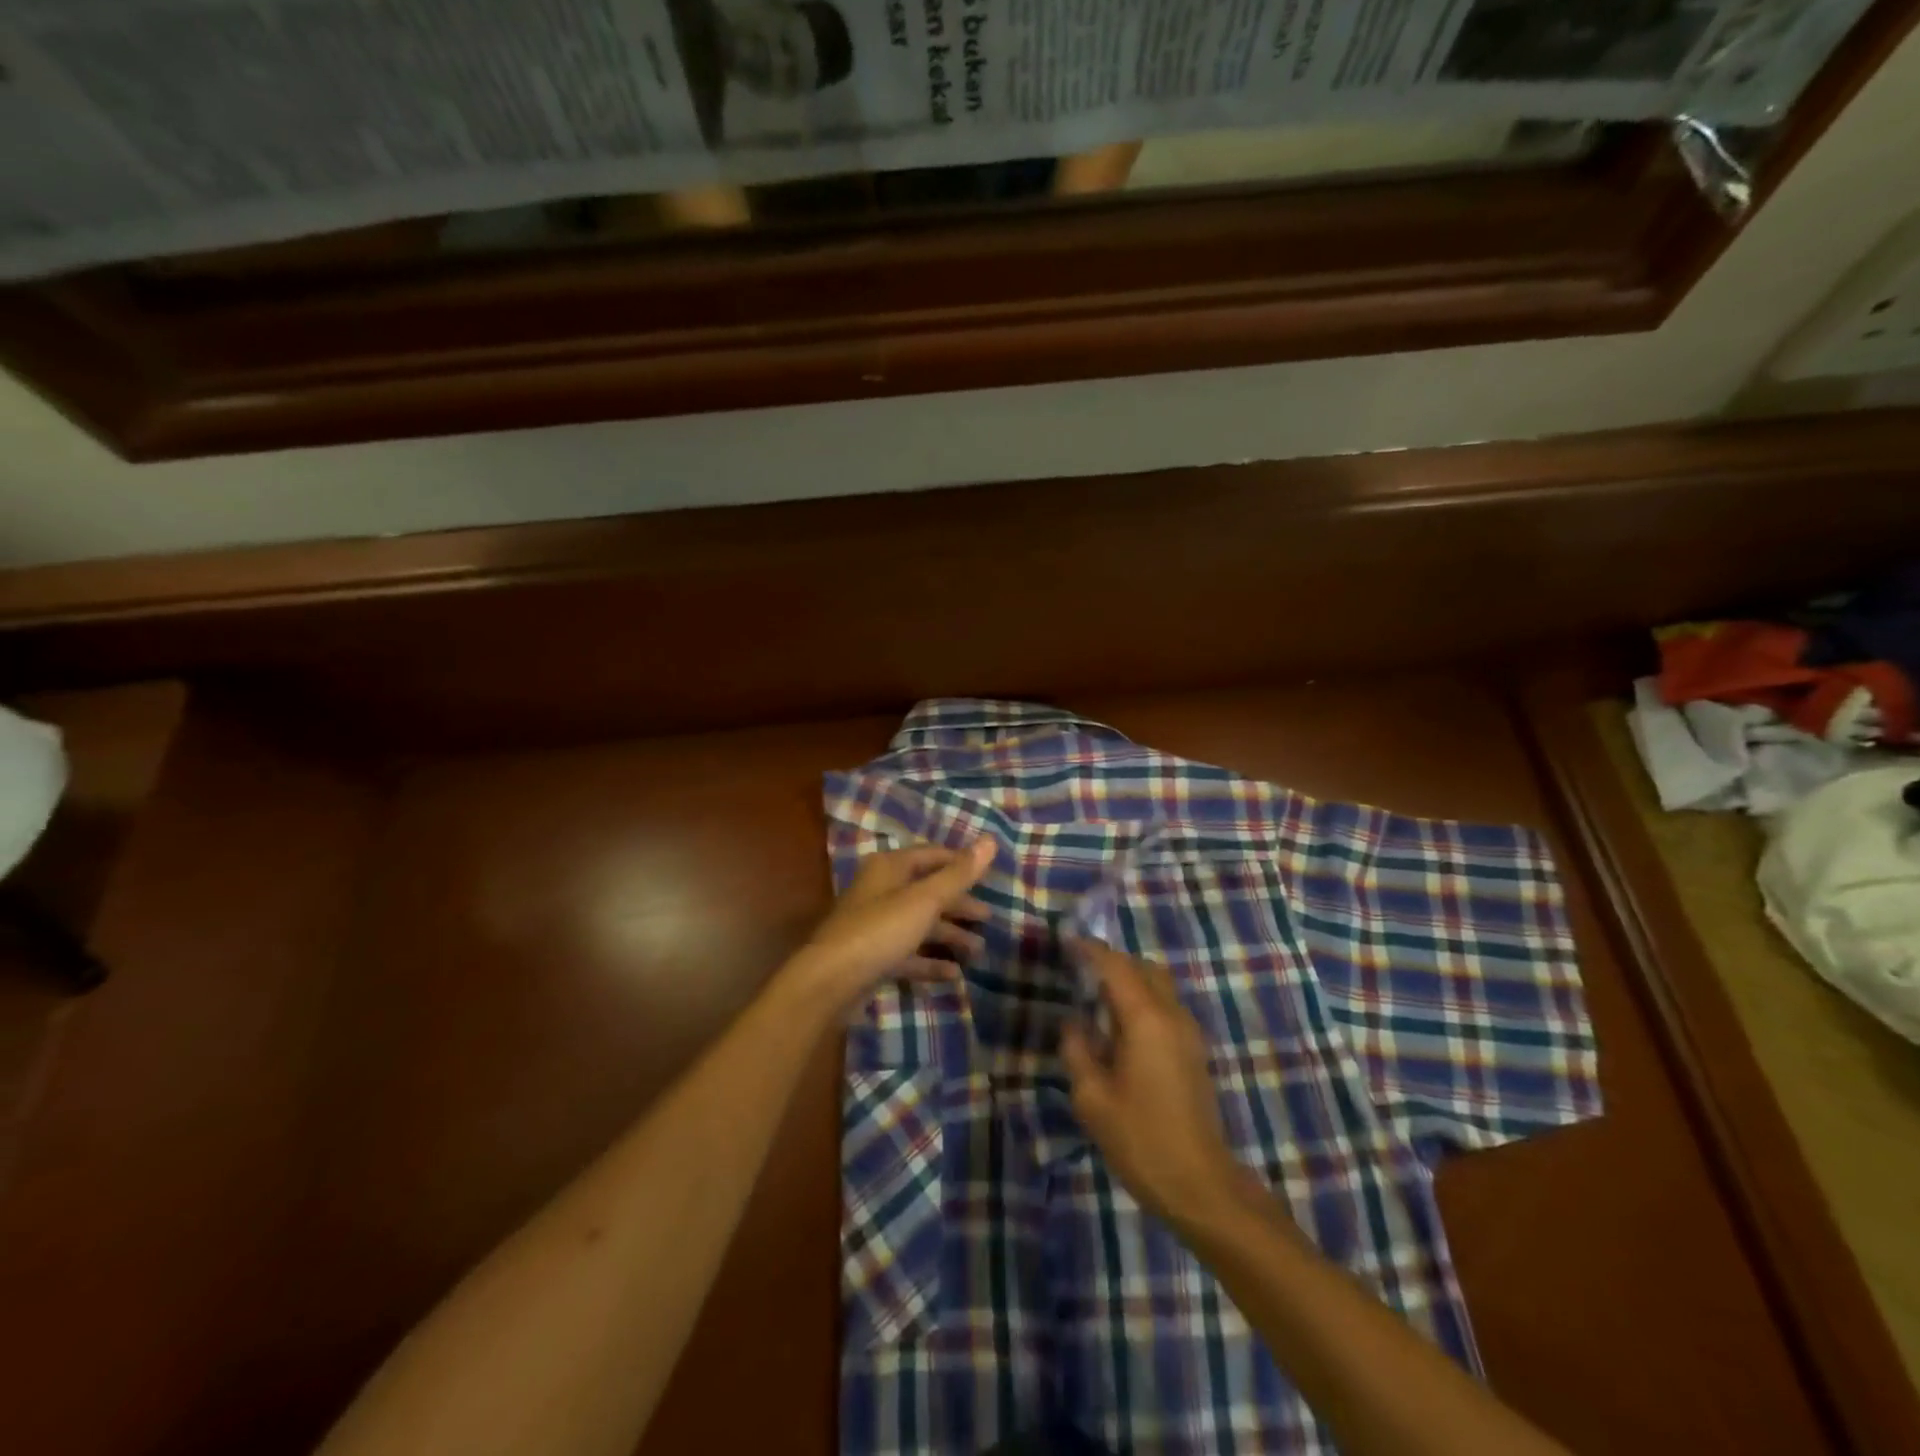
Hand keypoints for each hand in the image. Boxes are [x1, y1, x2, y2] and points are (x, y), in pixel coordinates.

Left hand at [788, 840, 995, 1007]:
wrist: (829, 982)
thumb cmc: (880, 931)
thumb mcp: (925, 900)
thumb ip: (958, 874)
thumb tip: (991, 840)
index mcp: (890, 867)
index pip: (932, 856)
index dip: (961, 863)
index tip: (990, 876)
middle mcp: (881, 890)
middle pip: (927, 891)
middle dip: (958, 905)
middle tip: (988, 918)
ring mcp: (875, 925)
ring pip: (919, 924)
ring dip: (949, 935)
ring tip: (978, 951)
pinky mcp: (873, 956)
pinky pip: (908, 953)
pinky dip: (930, 961)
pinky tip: (953, 974)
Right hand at [1060, 939, 1246, 1228]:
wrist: (1200, 1184)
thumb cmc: (1141, 1139)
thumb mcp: (1092, 1098)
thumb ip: (1078, 1050)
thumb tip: (1074, 1023)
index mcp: (1145, 1019)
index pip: (1116, 966)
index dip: (1090, 950)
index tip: (1067, 942)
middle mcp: (1171, 1015)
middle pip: (1142, 968)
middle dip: (1111, 961)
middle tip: (1080, 970)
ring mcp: (1188, 1032)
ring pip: (1158, 984)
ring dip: (1129, 980)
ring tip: (1097, 997)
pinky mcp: (1194, 1051)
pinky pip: (1165, 1005)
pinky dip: (1142, 999)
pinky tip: (1120, 1026)